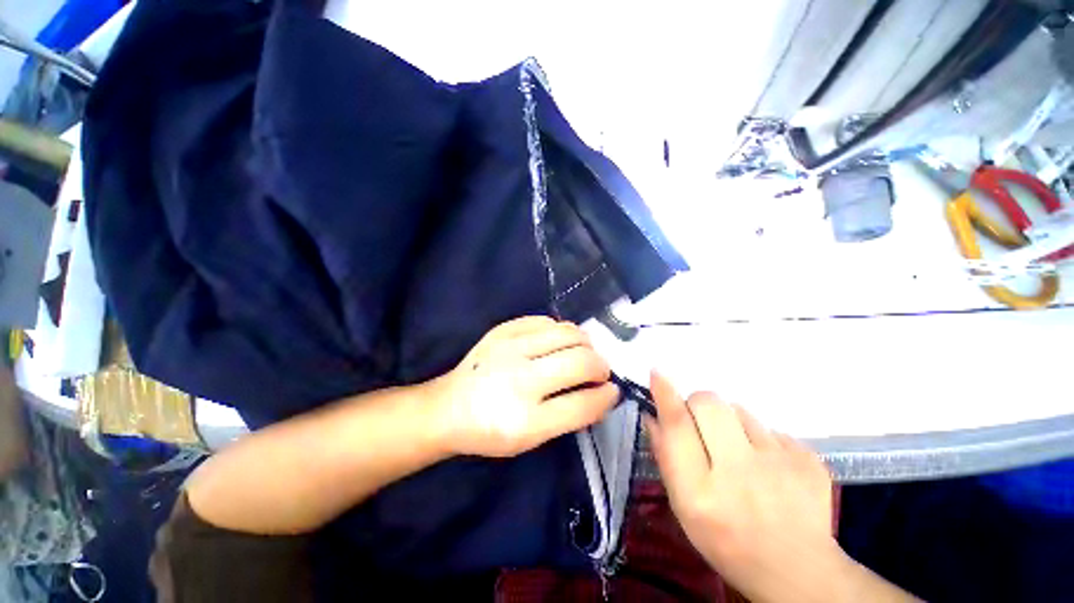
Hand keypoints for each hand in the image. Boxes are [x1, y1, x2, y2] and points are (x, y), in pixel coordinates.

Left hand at [429, 316, 618, 457]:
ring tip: (582, 352)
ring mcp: (510, 348)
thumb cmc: (491, 430)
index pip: (583, 403)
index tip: (612, 390)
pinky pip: (546, 320)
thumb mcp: (531, 439)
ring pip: (569, 333)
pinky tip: (557, 342)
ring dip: (585, 344)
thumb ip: (570, 416)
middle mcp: (519, 380)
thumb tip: (605, 392)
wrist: (449, 407)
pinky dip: (561, 331)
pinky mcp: (502, 330)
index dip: (606, 396)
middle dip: (601, 366)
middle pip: (581, 361)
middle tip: (598, 371)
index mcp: (525, 421)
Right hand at [645, 371, 842, 601]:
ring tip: (739, 454)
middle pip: (709, 403)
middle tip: (702, 425)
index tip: (657, 372)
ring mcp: (780, 465)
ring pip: (740, 411)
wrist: (796, 570)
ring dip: (731, 423)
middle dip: (698, 404)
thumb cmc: (724, 539)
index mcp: (701, 491)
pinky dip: (761, 439)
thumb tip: (653, 413)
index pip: (678, 425)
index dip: (665, 394)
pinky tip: (767, 467)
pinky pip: (771, 428)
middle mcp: (739, 473)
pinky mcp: (808, 460)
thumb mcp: (682, 505)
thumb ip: (665, 455)